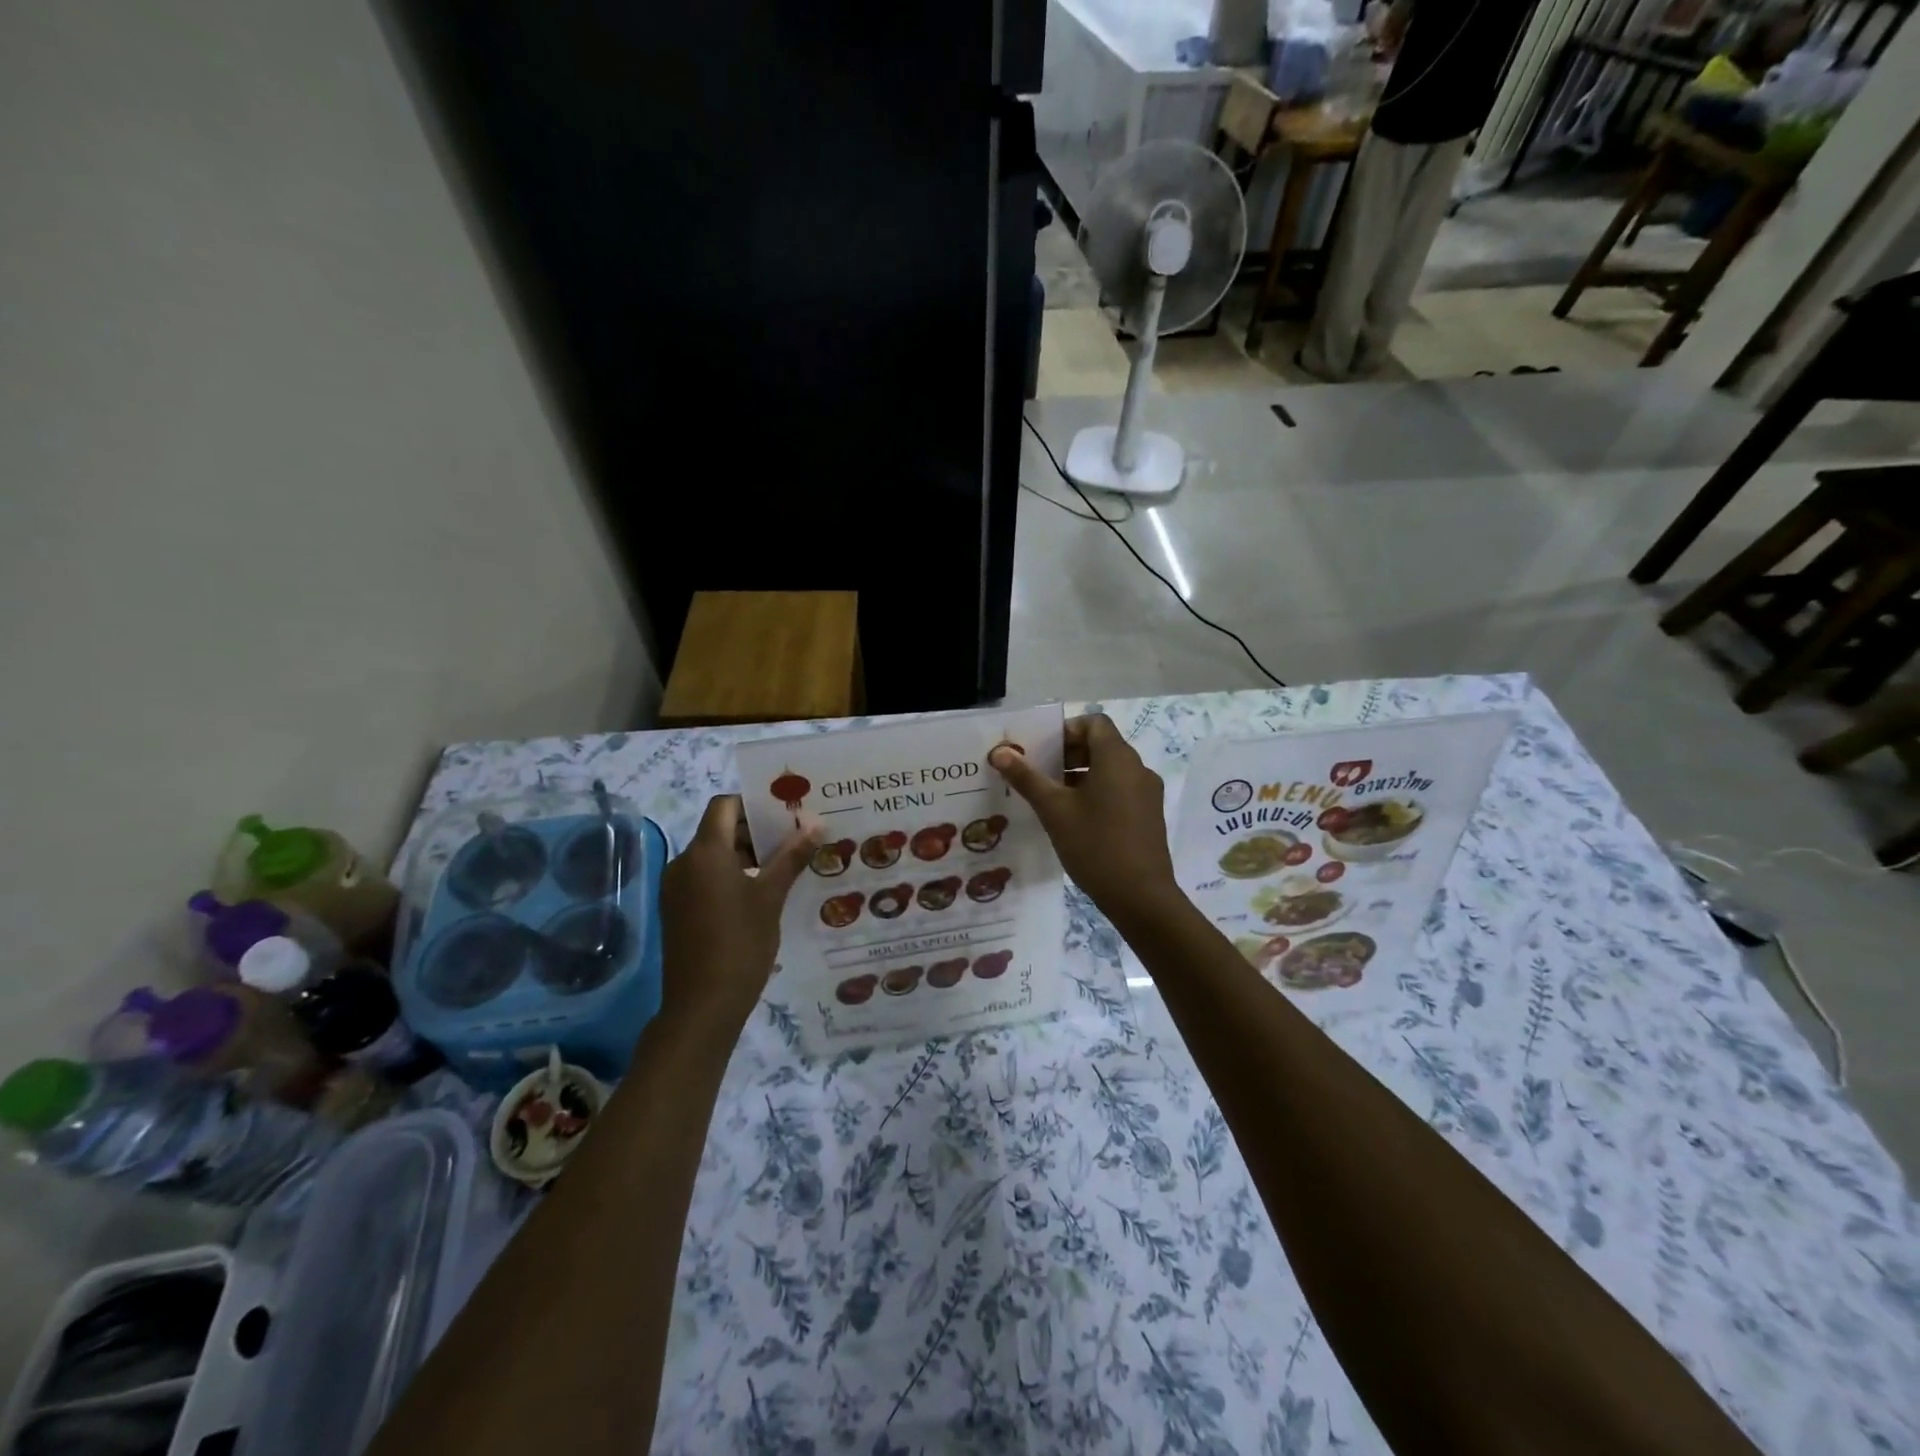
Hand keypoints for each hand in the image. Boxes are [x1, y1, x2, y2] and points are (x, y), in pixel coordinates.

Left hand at [659, 795, 815, 1028]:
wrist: (702, 1006)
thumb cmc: (740, 943)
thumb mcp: (771, 897)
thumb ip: (791, 856)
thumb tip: (815, 824)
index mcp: (704, 852)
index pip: (724, 805)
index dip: (753, 804)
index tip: (784, 814)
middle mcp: (683, 863)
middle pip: (719, 830)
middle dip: (755, 831)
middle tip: (793, 839)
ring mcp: (676, 888)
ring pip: (713, 856)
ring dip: (745, 855)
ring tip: (783, 866)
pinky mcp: (676, 910)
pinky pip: (704, 878)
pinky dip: (730, 876)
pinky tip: (760, 894)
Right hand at [989, 714, 1183, 930]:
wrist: (1141, 897)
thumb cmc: (1095, 845)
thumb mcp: (1054, 810)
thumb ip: (1026, 778)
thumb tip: (1000, 751)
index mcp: (1117, 758)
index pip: (1094, 723)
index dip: (1066, 731)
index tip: (1042, 752)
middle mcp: (1138, 769)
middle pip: (1101, 745)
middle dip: (1068, 755)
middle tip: (1038, 774)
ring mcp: (1147, 793)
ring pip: (1110, 770)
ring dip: (1080, 775)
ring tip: (1051, 799)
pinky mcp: (1149, 816)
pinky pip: (1120, 790)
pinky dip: (1097, 793)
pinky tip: (1075, 820)